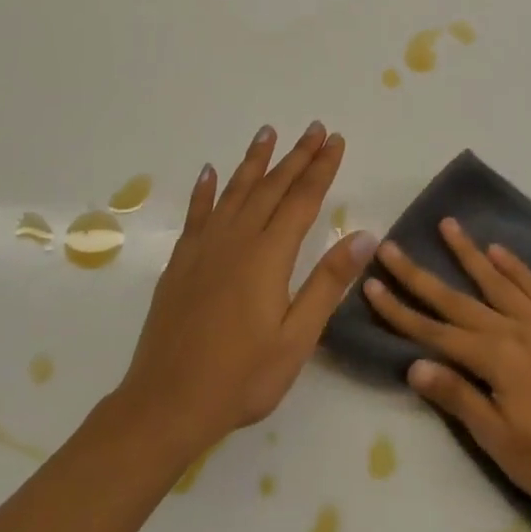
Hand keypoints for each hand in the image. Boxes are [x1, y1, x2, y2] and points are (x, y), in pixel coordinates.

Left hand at [117, 122, 374, 462]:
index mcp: (268, 256)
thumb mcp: (297, 338)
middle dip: (296, 155)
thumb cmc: (241, 377)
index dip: (321, 168)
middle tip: (315, 128)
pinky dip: (205, 190)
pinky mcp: (181, 262)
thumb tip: (364, 235)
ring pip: (234, 191)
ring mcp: (204, 248)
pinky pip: (197, 213)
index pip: (302, 199)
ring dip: (254, 161)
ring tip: (268, 132)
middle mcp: (236, 239)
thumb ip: (328, 283)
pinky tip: (210, 172)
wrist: (166, 403)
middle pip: (272, 187)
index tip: (336, 140)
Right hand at [363, 218, 530, 516]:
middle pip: (456, 297)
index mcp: (493, 359)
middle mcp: (512, 329)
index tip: (371, 284)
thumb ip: (459, 397)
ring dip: (467, 252)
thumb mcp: (500, 442)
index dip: (399, 310)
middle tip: (390, 246)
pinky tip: (498, 250)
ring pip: (496, 279)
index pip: (434, 331)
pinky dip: (515, 266)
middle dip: (418, 274)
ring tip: (447, 224)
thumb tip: (414, 364)